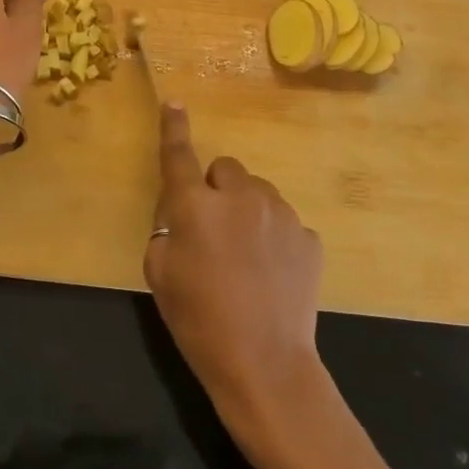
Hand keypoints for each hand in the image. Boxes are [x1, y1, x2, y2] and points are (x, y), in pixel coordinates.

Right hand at [144, 105, 326, 424]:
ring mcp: (281, 214)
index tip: (175, 103)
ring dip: (247, 211)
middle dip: (217, 189)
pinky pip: (284, 222)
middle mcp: (241, 197)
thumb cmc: (199, 321)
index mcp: (197, 206)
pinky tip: (272, 274)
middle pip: (226, 169)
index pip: (179, 156)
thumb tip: (182, 208)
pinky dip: (274, 237)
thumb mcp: (159, 274)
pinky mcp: (309, 237)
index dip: (173, 128)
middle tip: (214, 231)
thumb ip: (166, 228)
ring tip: (246, 258)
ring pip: (258, 193)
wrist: (265, 365)